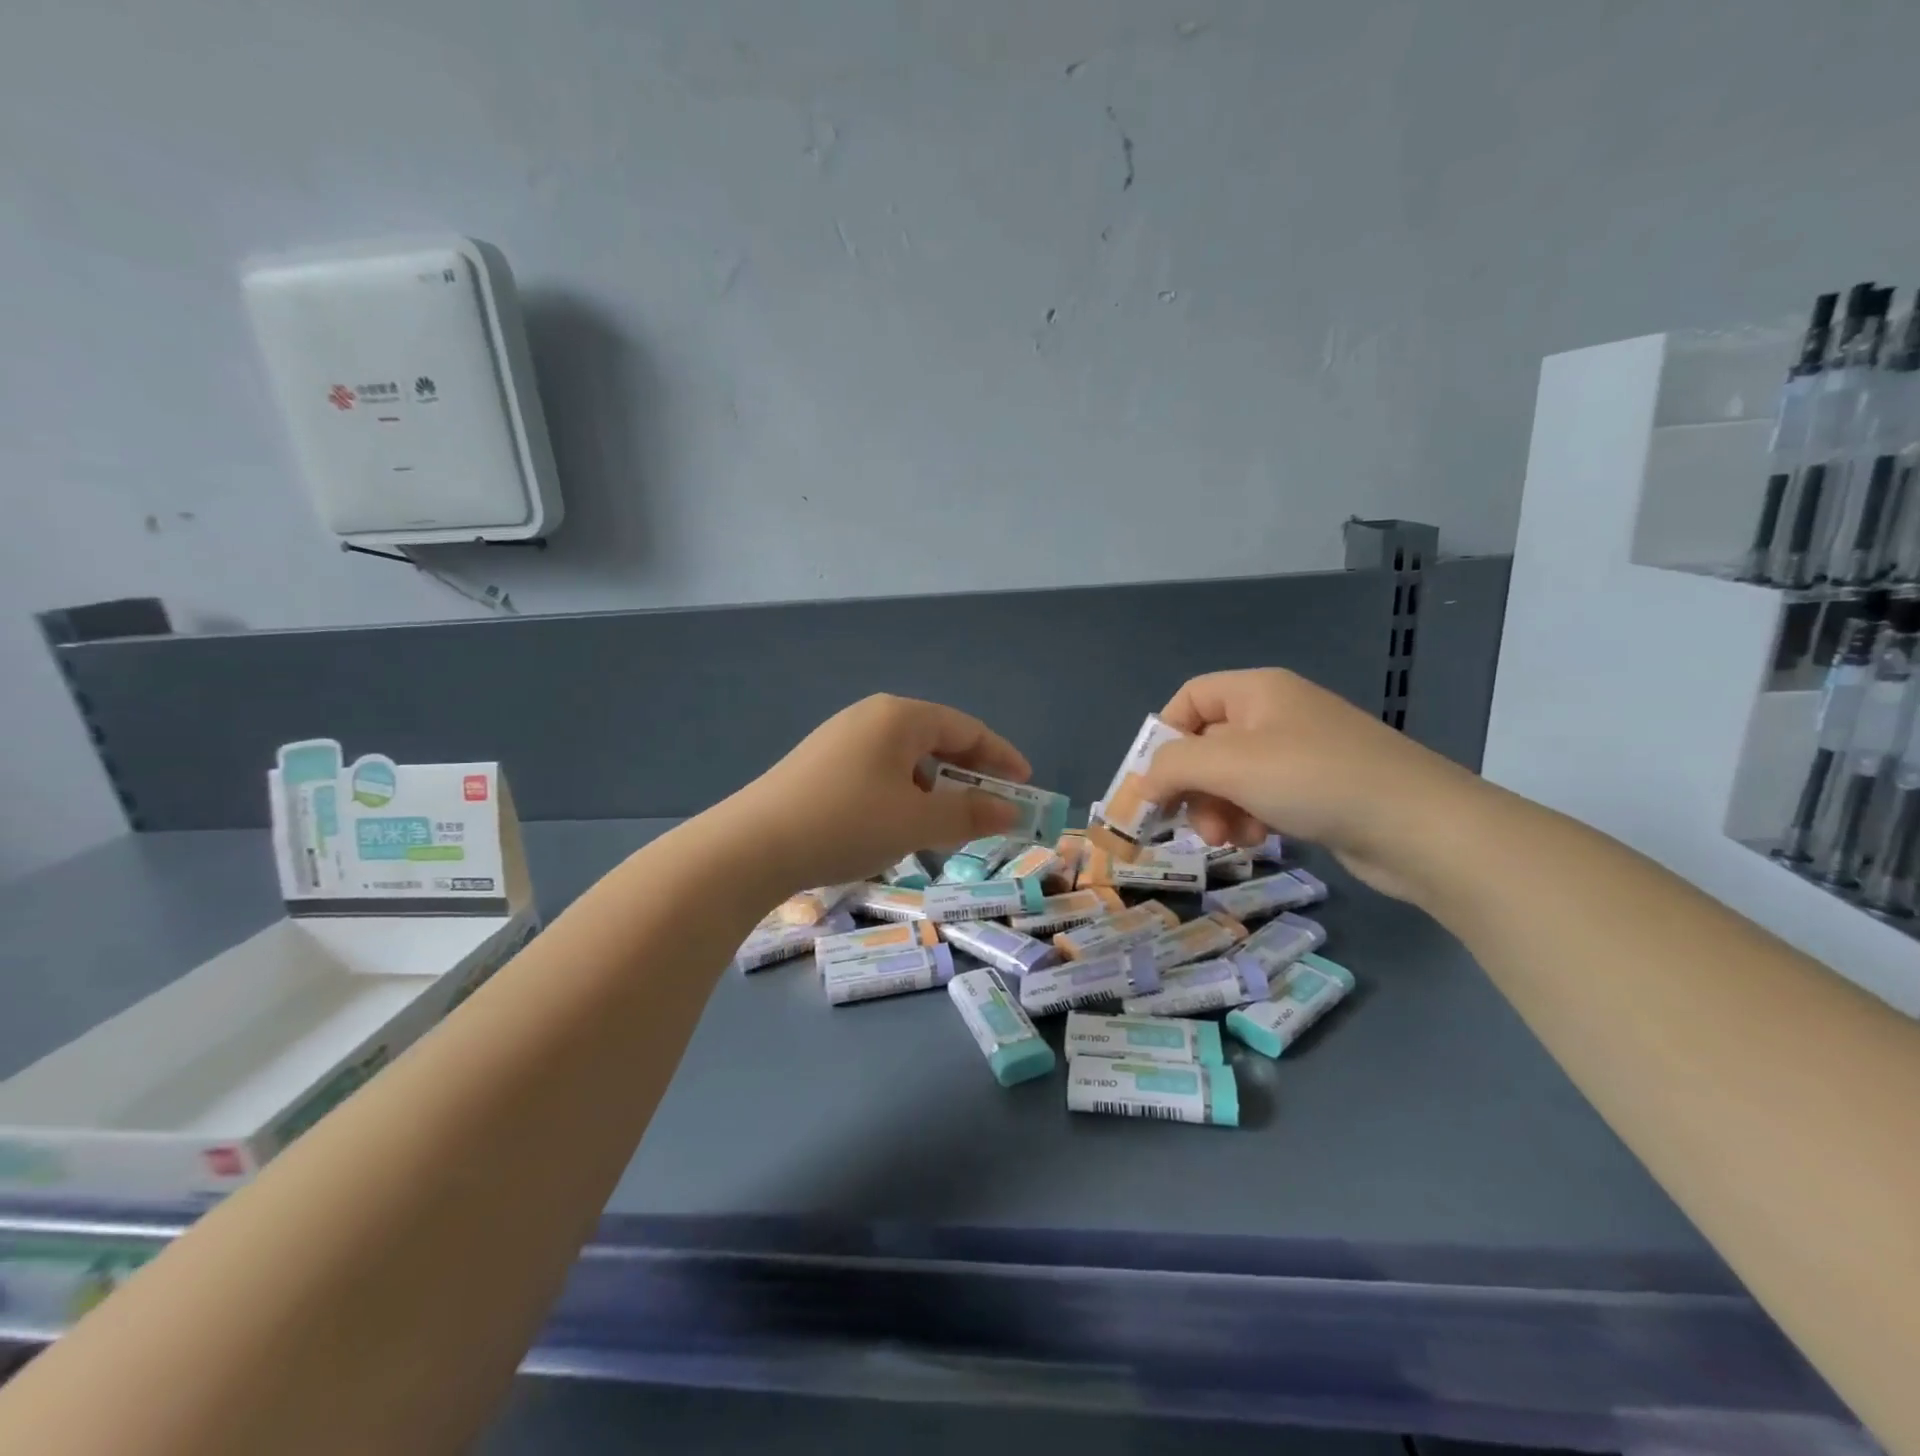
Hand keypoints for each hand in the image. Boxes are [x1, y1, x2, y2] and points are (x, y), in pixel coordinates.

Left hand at [731, 694, 1030, 889]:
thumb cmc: (847, 823)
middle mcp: (870, 717)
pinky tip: (897, 824)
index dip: (1001, 756)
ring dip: (934, 788)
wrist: (751, 846)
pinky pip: (878, 770)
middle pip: (936, 739)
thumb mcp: (916, 822)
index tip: (1025, 784)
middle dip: (968, 774)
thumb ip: (970, 813)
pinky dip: (902, 793)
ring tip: (945, 824)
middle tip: (991, 807)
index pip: (966, 728)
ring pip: (906, 759)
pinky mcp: (819, 764)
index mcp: (899, 717)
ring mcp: (840, 739)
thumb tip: (1013, 810)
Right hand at [1138, 669, 1486, 901]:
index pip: (1189, 699)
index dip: (1164, 737)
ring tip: (1229, 839)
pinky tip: (1258, 840)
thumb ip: (1173, 766)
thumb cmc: (1315, 780)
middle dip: (1193, 786)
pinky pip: (1262, 797)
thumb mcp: (1230, 765)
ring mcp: (1301, 753)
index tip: (1153, 783)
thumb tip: (1142, 783)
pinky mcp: (1318, 790)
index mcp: (1257, 691)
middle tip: (1191, 825)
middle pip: (1207, 743)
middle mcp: (1277, 714)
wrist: (1420, 828)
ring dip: (1218, 809)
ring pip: (1232, 777)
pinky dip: (1249, 818)